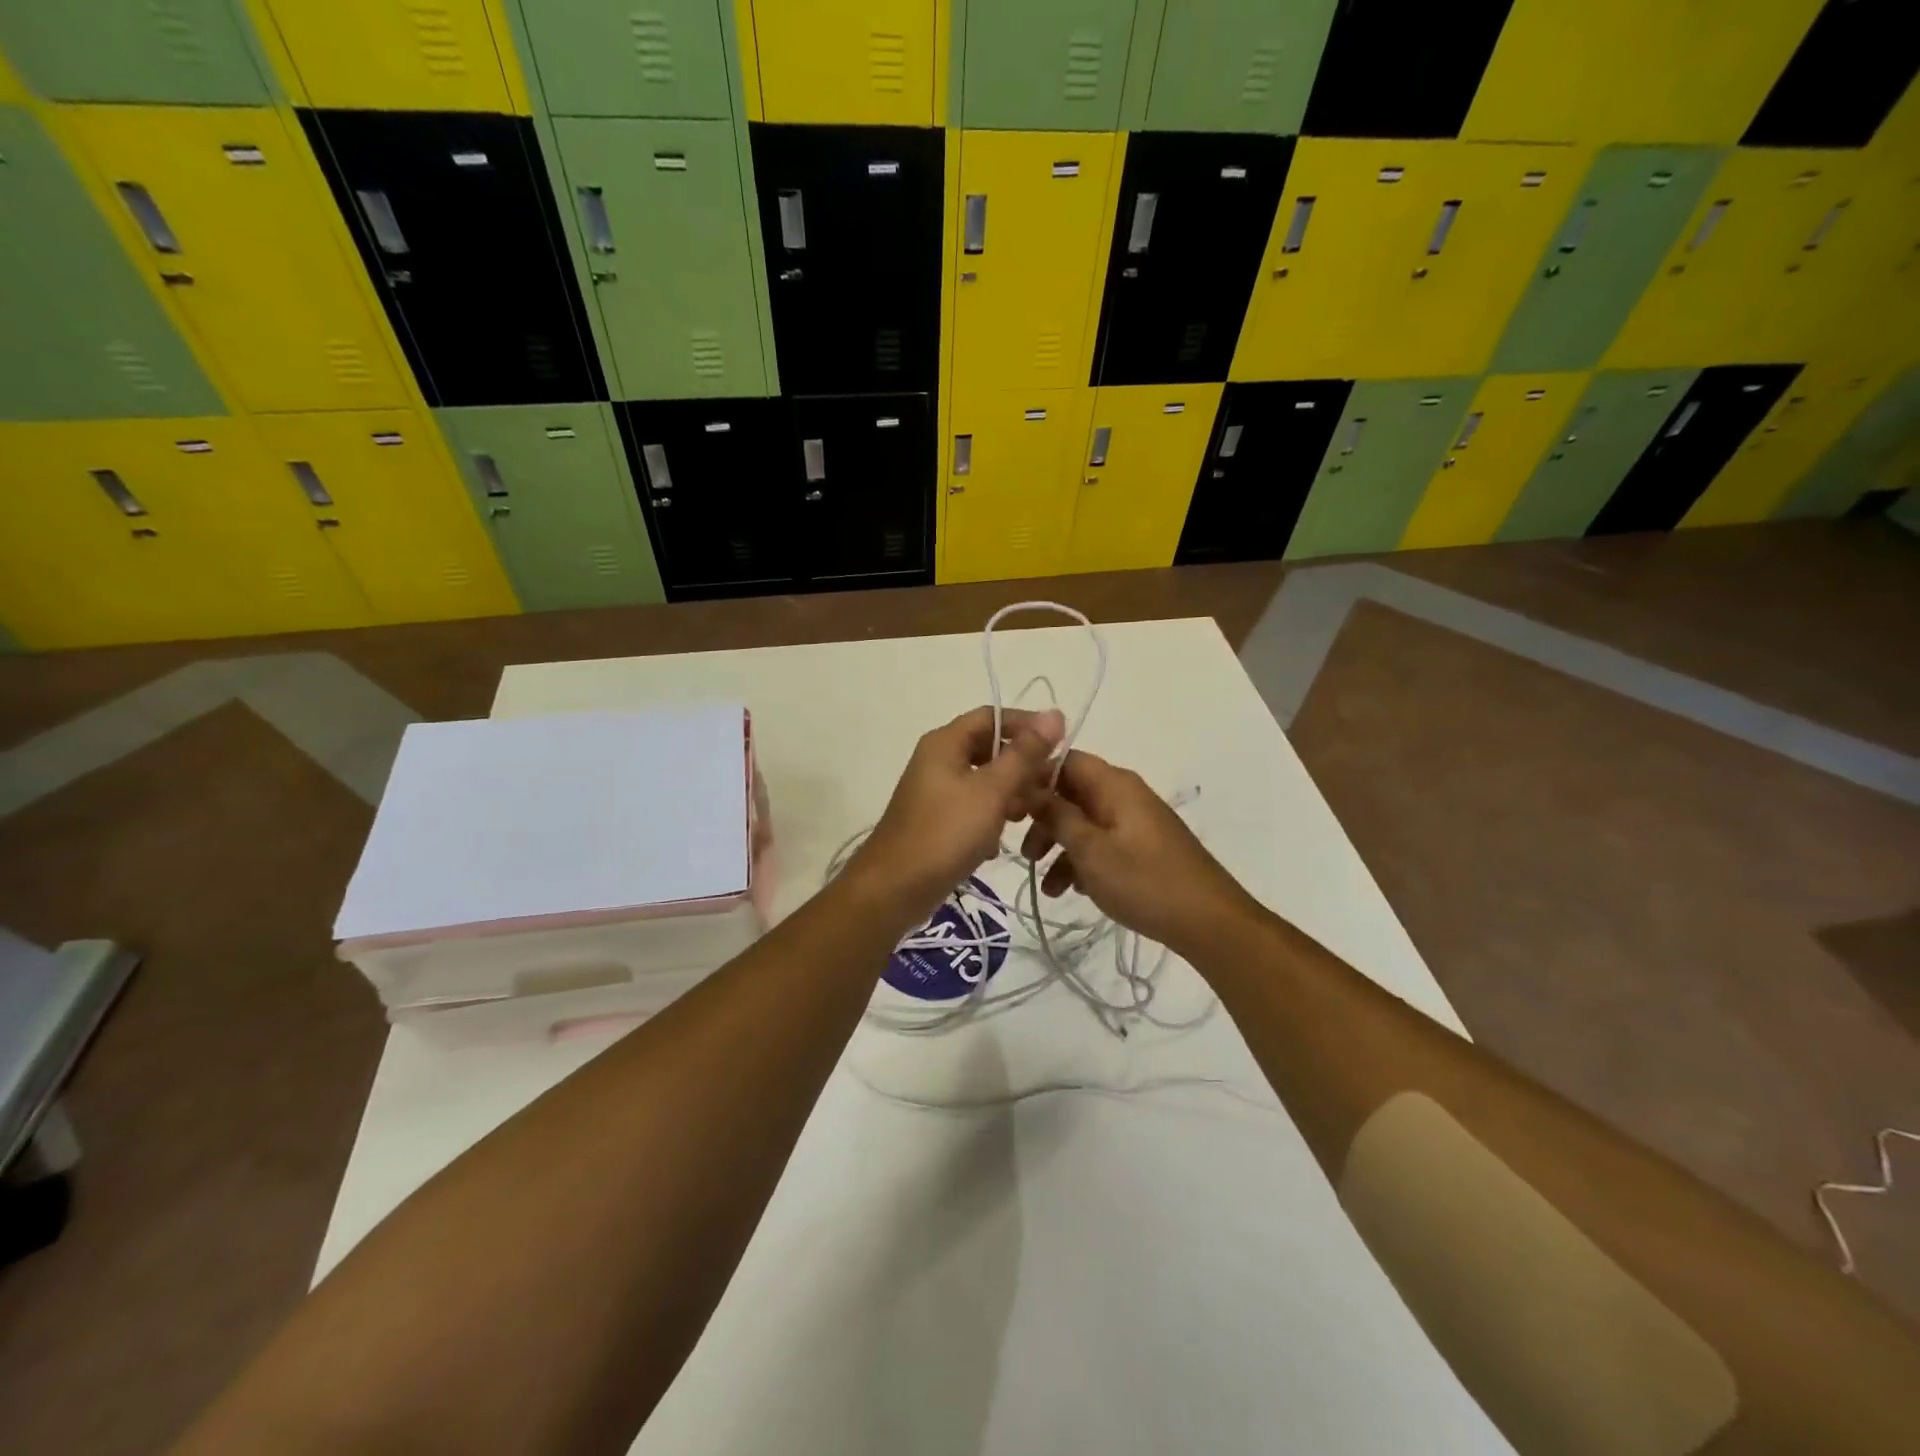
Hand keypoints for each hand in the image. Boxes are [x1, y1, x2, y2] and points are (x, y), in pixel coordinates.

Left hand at [848, 705, 1065, 927]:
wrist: (894, 889)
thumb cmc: (945, 833)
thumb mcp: (991, 791)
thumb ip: (1024, 754)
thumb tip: (1054, 714)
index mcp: (945, 743)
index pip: (991, 715)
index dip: (1026, 724)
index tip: (1060, 743)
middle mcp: (937, 760)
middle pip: (988, 748)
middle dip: (1021, 765)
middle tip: (1049, 785)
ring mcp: (935, 791)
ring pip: (983, 780)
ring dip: (1009, 794)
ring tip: (1030, 816)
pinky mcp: (937, 820)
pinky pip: (972, 807)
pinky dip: (990, 818)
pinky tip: (1001, 842)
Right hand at [1021, 749, 1255, 955]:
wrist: (1208, 921)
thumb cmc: (1144, 880)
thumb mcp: (1090, 849)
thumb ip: (1056, 815)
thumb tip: (1028, 786)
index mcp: (1113, 784)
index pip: (1064, 761)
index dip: (1033, 779)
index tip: (1008, 808)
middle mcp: (1124, 794)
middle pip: (1071, 794)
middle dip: (1043, 821)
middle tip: (1024, 853)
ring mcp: (1135, 822)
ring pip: (1084, 823)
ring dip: (1060, 849)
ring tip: (1046, 886)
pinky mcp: (1142, 848)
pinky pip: (1102, 843)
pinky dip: (1083, 862)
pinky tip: (1072, 891)